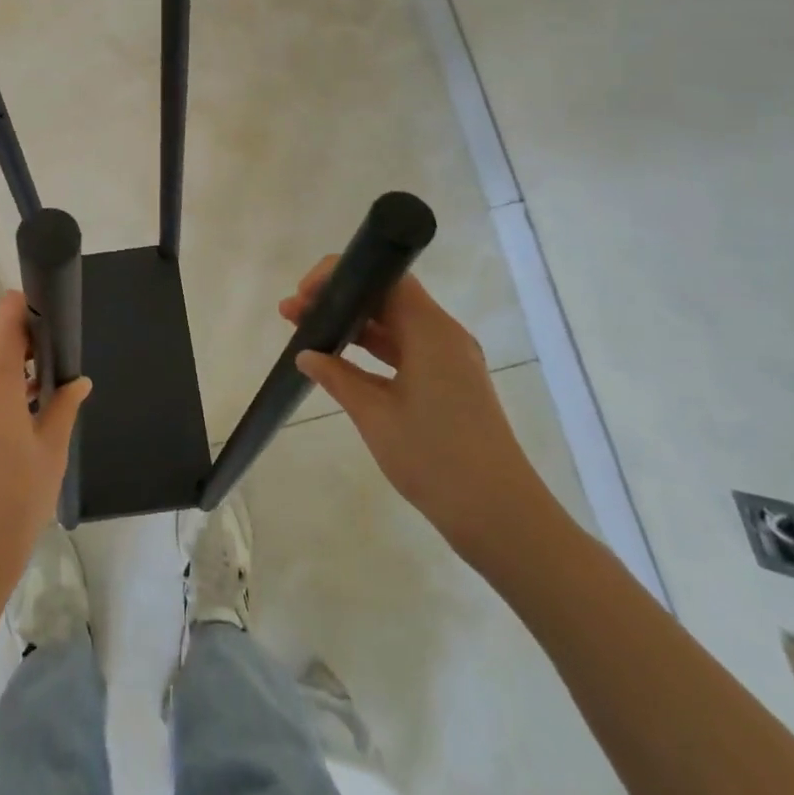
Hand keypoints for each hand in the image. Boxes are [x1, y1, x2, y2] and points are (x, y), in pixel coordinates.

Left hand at [0, 291, 90, 603]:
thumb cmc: (12, 505)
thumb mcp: (50, 453)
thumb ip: (63, 407)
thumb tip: (77, 382)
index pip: (6, 313)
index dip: (30, 309)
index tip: (55, 325)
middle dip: (25, 344)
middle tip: (56, 370)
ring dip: (8, 370)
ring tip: (41, 397)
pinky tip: (15, 422)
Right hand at [283, 258, 556, 566]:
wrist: (500, 517)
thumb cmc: (434, 458)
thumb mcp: (375, 415)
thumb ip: (338, 377)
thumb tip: (306, 355)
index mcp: (431, 331)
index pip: (383, 278)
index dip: (340, 277)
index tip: (304, 295)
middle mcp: (444, 336)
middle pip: (387, 298)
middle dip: (339, 301)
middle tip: (293, 314)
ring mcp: (450, 361)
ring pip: (394, 325)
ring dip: (353, 326)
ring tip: (306, 333)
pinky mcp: (451, 384)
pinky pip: (406, 351)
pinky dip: (373, 351)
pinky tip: (340, 363)